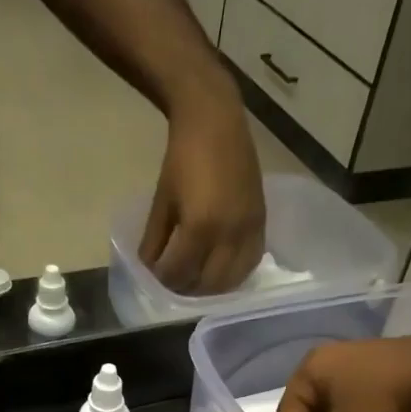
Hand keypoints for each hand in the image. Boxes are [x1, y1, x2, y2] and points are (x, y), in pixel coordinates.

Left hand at [139, 84, 265, 294]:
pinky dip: (233, 275)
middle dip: (187, 289)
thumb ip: (155, 241)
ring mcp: (250, 230)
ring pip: (231, 280)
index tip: (154, 279)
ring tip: (195, 280)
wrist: (216, 122)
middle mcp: (229, 235)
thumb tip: (148, 270)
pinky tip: (219, 271)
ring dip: (211, 288)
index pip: (179, 274)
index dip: (163, 282)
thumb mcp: (162, 203)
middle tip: (173, 284)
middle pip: (207, 284)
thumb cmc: (182, 159)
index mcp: (200, 227)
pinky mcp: (262, 224)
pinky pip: (250, 263)